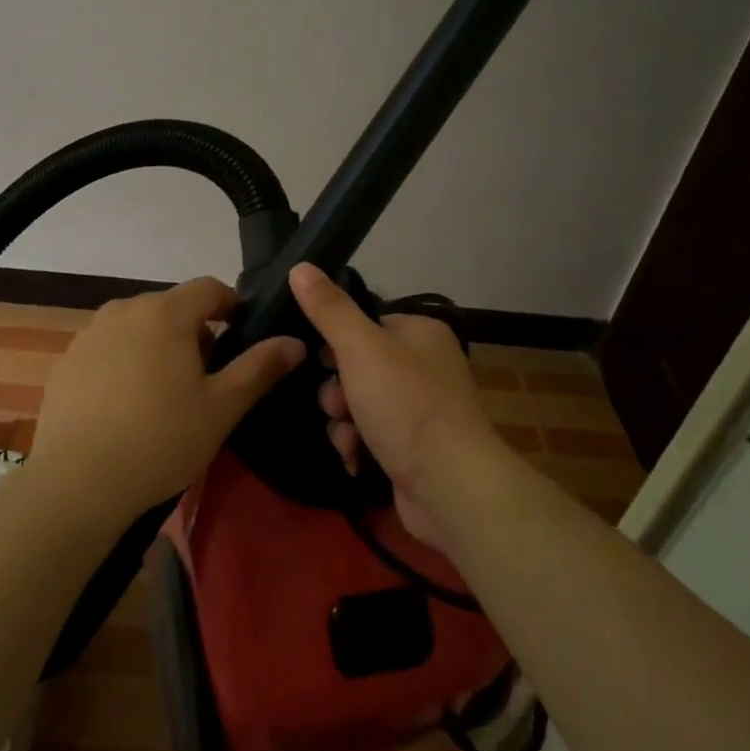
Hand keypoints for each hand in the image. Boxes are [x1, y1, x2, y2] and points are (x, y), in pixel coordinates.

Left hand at [30, 277, 305, 526]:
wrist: (78, 482)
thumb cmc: (161, 439)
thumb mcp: (222, 407)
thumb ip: (260, 368)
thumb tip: (294, 341)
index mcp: (165, 312)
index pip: (209, 288)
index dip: (231, 306)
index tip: (242, 337)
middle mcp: (123, 310)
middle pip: (171, 308)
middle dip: (194, 333)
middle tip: (207, 379)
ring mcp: (88, 335)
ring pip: (137, 329)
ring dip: (158, 348)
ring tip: (165, 396)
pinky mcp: (65, 363)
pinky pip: (107, 351)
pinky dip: (124, 366)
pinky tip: (125, 409)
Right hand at [289, 263, 501, 542]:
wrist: (450, 484)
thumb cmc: (406, 404)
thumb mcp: (360, 347)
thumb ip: (328, 309)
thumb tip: (299, 266)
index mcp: (421, 334)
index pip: (367, 324)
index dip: (337, 342)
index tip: (319, 360)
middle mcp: (426, 367)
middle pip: (359, 368)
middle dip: (338, 390)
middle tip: (337, 404)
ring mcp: (422, 411)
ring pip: (360, 405)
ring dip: (344, 422)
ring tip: (348, 436)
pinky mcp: (415, 450)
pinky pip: (372, 437)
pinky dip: (359, 447)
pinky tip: (356, 459)